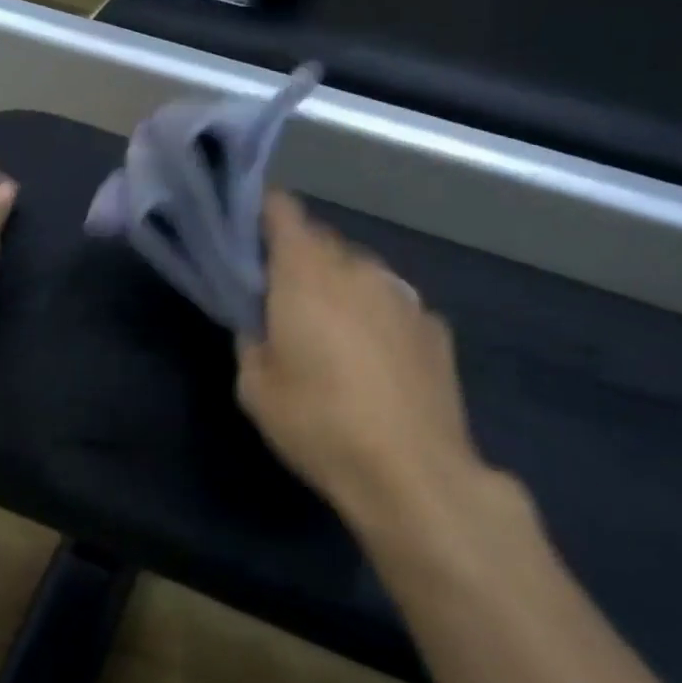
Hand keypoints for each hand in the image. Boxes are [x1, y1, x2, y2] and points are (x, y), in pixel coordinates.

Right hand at [237, 193, 485, 530]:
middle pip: (321, 240)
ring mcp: (402, 293)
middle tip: (281, 299)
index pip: (282, 209)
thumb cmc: (320, 424)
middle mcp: (358, 268)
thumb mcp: (255, 389)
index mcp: (306, 273)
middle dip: (297, 259)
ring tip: (332, 335)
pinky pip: (391, 302)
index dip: (262, 213)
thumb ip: (250, 338)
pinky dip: (375, 315)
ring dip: (339, 287)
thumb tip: (260, 321)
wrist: (414, 473)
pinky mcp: (434, 324)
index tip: (247, 237)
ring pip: (359, 271)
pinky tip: (375, 361)